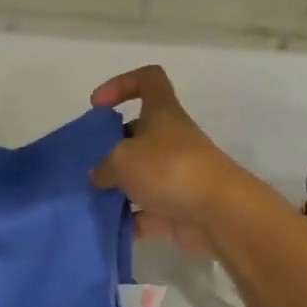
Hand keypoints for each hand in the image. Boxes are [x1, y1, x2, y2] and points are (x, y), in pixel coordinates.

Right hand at [89, 66, 249, 255]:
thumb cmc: (168, 169)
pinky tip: (108, 227)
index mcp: (162, 113)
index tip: (98, 105)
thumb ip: (103, 166)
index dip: (121, 84)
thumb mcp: (122, 159)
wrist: (219, 212)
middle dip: (110, 148)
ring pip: (140, 176)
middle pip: (137, 133)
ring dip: (117, 187)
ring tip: (91, 198)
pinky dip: (130, 219)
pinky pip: (147, 211)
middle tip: (88, 164)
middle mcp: (170, 139)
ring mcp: (176, 175)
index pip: (148, 80)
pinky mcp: (177, 207)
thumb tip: (98, 175)